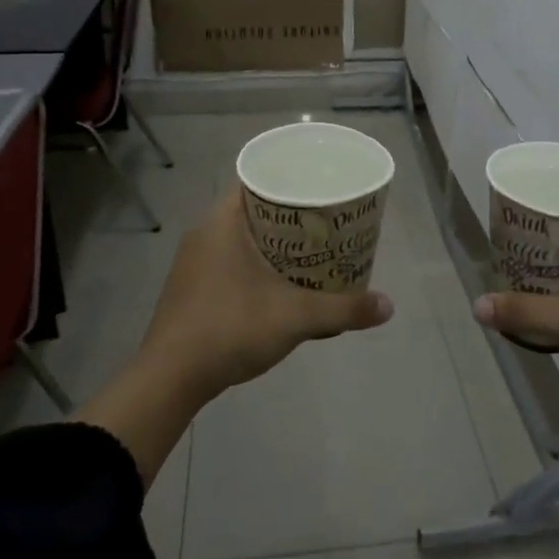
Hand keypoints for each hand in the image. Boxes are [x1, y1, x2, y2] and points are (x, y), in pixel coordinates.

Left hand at [138, 189, 394, 401]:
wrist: (170, 378)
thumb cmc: (230, 328)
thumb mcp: (295, 317)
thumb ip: (343, 309)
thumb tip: (388, 306)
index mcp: (222, 221)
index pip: (257, 180)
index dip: (289, 179)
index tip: (319, 188)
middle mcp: (204, 233)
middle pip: (253, 209)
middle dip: (290, 215)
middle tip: (325, 222)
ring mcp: (194, 262)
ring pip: (241, 238)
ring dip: (273, 243)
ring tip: (310, 252)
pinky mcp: (191, 289)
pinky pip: (230, 261)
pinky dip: (256, 265)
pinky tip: (278, 286)